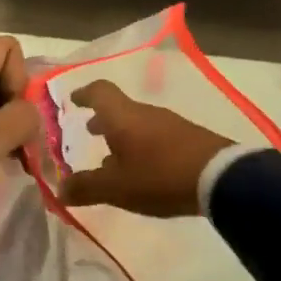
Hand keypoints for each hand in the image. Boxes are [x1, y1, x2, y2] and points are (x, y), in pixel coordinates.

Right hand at [57, 80, 233, 217]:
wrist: (220, 178)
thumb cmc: (159, 177)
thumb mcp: (116, 188)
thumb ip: (86, 187)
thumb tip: (60, 189)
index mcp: (122, 117)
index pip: (99, 91)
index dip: (84, 93)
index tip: (73, 100)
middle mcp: (145, 113)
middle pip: (119, 108)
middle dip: (102, 119)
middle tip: (89, 131)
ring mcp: (170, 124)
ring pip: (138, 123)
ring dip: (122, 135)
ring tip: (113, 159)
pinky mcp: (188, 138)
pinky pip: (156, 136)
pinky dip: (142, 146)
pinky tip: (142, 169)